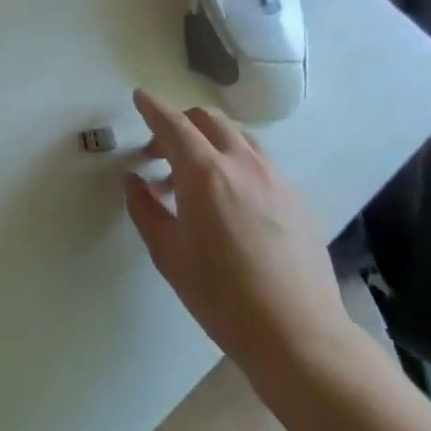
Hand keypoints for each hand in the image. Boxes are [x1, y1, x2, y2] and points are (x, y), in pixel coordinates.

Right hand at [122, 89, 353, 377]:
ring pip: (238, 137)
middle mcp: (243, 165)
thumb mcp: (167, 252)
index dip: (153, 108)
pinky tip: (226, 197)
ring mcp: (275, 179)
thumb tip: (134, 180)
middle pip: (209, 121)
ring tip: (192, 177)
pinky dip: (234, 160)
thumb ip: (145, 208)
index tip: (139, 97)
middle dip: (180, 124)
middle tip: (158, 152)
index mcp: (205, 174)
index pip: (173, 125)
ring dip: (209, 141)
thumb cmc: (220, 294)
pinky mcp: (296, 198)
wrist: (296, 333)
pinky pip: (259, 160)